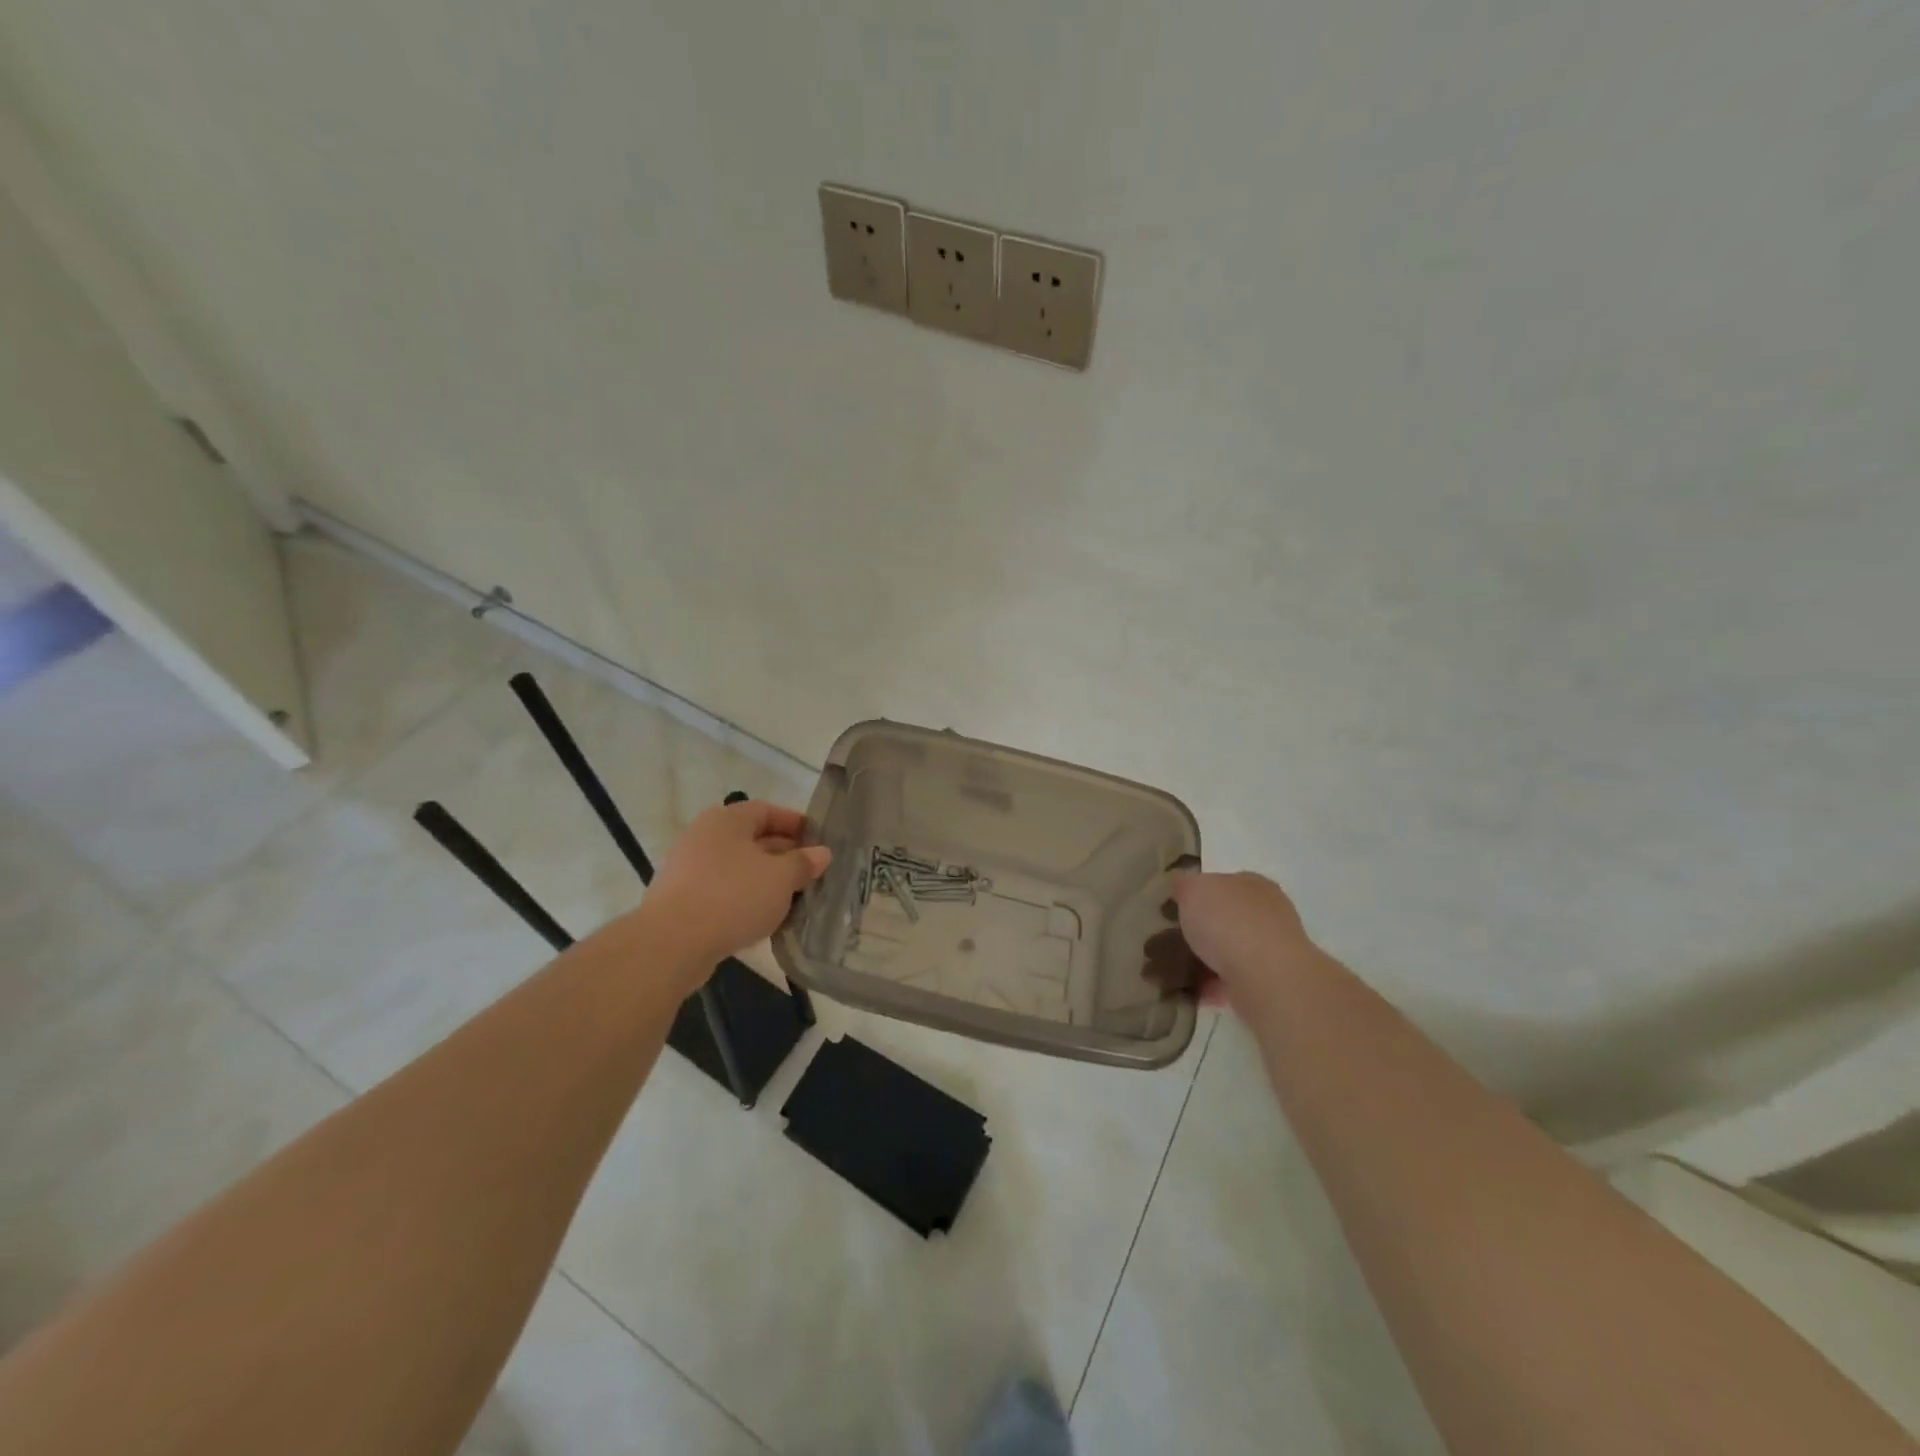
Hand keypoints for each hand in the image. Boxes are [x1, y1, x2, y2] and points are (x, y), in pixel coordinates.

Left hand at [641, 801, 830, 968]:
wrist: (672, 943)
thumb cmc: (733, 896)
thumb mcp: (781, 878)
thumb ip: (803, 863)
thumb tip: (822, 853)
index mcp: (727, 820)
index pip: (767, 811)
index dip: (795, 823)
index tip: (818, 841)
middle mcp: (704, 836)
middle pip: (752, 839)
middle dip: (784, 855)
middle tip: (810, 874)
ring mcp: (688, 869)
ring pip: (738, 868)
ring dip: (765, 880)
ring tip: (792, 899)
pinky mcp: (681, 900)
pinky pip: (722, 891)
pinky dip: (744, 899)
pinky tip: (763, 919)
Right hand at [1166, 871, 1322, 1013]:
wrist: (1265, 976)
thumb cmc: (1228, 921)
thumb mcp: (1192, 890)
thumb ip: (1183, 886)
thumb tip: (1181, 888)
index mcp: (1253, 884)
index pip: (1224, 883)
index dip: (1198, 894)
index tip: (1175, 909)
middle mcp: (1268, 914)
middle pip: (1227, 918)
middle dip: (1201, 930)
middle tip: (1172, 940)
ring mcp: (1271, 950)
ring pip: (1230, 951)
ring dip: (1205, 961)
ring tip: (1175, 970)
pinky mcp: (1270, 983)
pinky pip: (1232, 981)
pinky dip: (1212, 986)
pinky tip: (1191, 990)